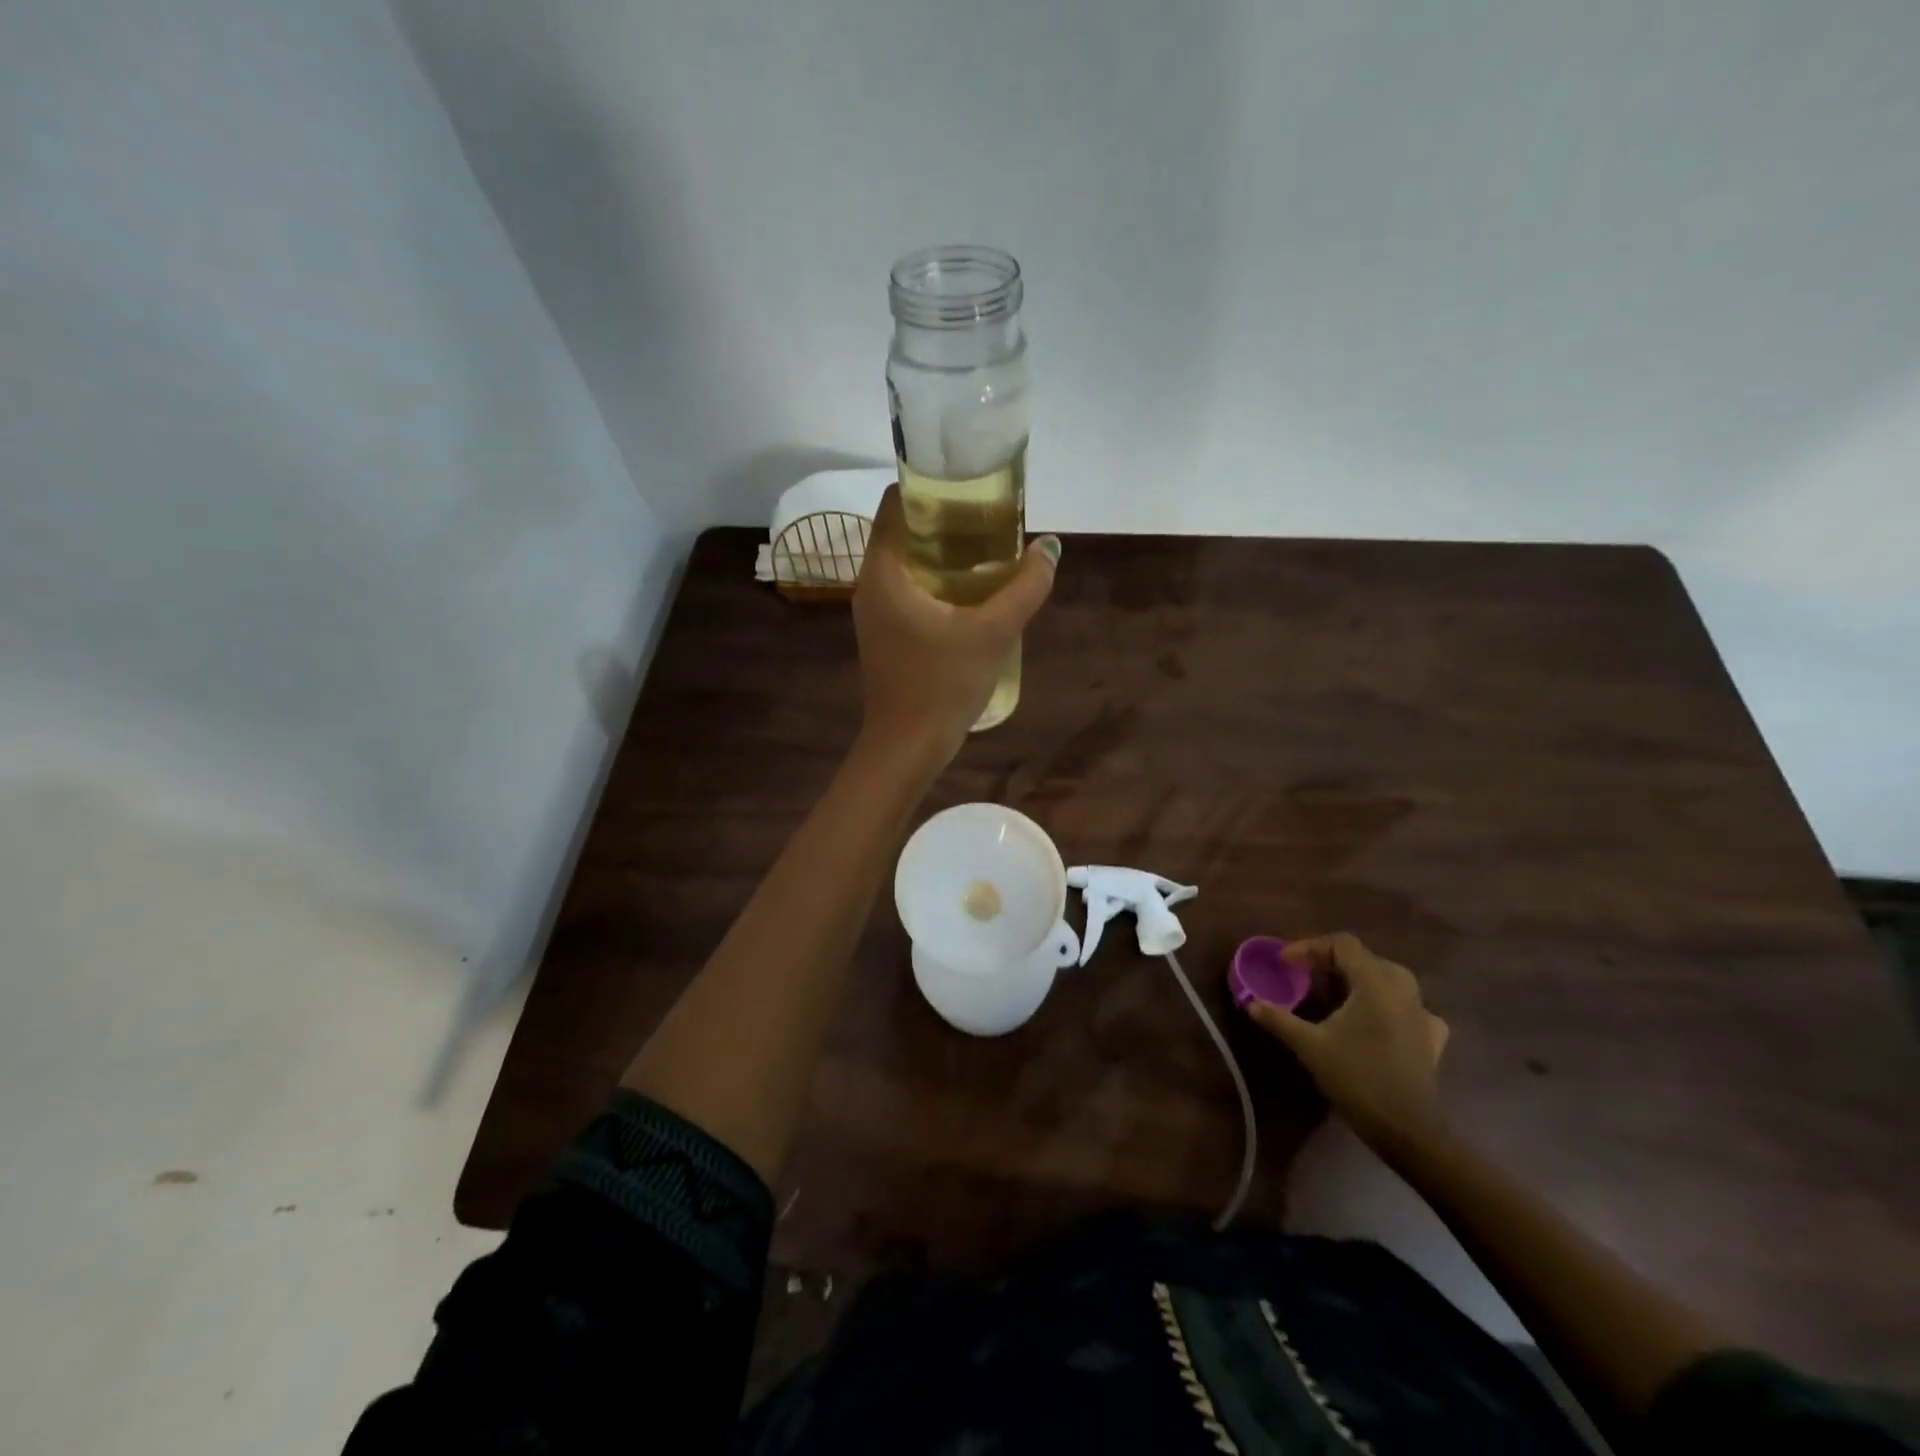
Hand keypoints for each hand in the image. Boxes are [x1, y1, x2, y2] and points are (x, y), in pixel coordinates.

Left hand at [852, 486, 1058, 766]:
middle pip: (904, 531)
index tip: (971, 489)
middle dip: (946, 521)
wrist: (907, 747)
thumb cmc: (943, 685)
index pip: (896, 504)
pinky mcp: (885, 634)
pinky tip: (973, 593)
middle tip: (991, 520)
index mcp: (883, 572)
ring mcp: (875, 612)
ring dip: (945, 554)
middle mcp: (870, 584)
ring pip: (908, 564)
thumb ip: (1026, 586)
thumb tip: (1051, 546)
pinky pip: (910, 590)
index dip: (931, 488)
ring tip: (990, 552)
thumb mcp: (993, 633)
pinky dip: (938, 581)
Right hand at [1248, 933, 1450, 1152]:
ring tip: (1333, 998)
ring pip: (1386, 980)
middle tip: (1305, 977)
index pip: (1342, 944)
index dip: (1310, 947)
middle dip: (1331, 963)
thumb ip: (1279, 1019)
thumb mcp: (1309, 1046)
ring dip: (1357, 982)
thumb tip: (1251, 1003)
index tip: (1285, 963)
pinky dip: (1385, 1005)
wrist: (1408, 1129)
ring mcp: (1422, 1012)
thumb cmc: (1357, 1077)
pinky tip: (1374, 1021)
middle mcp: (1403, 988)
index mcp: (1375, 981)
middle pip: (1364, 959)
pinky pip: (1406, 1006)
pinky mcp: (1432, 1036)